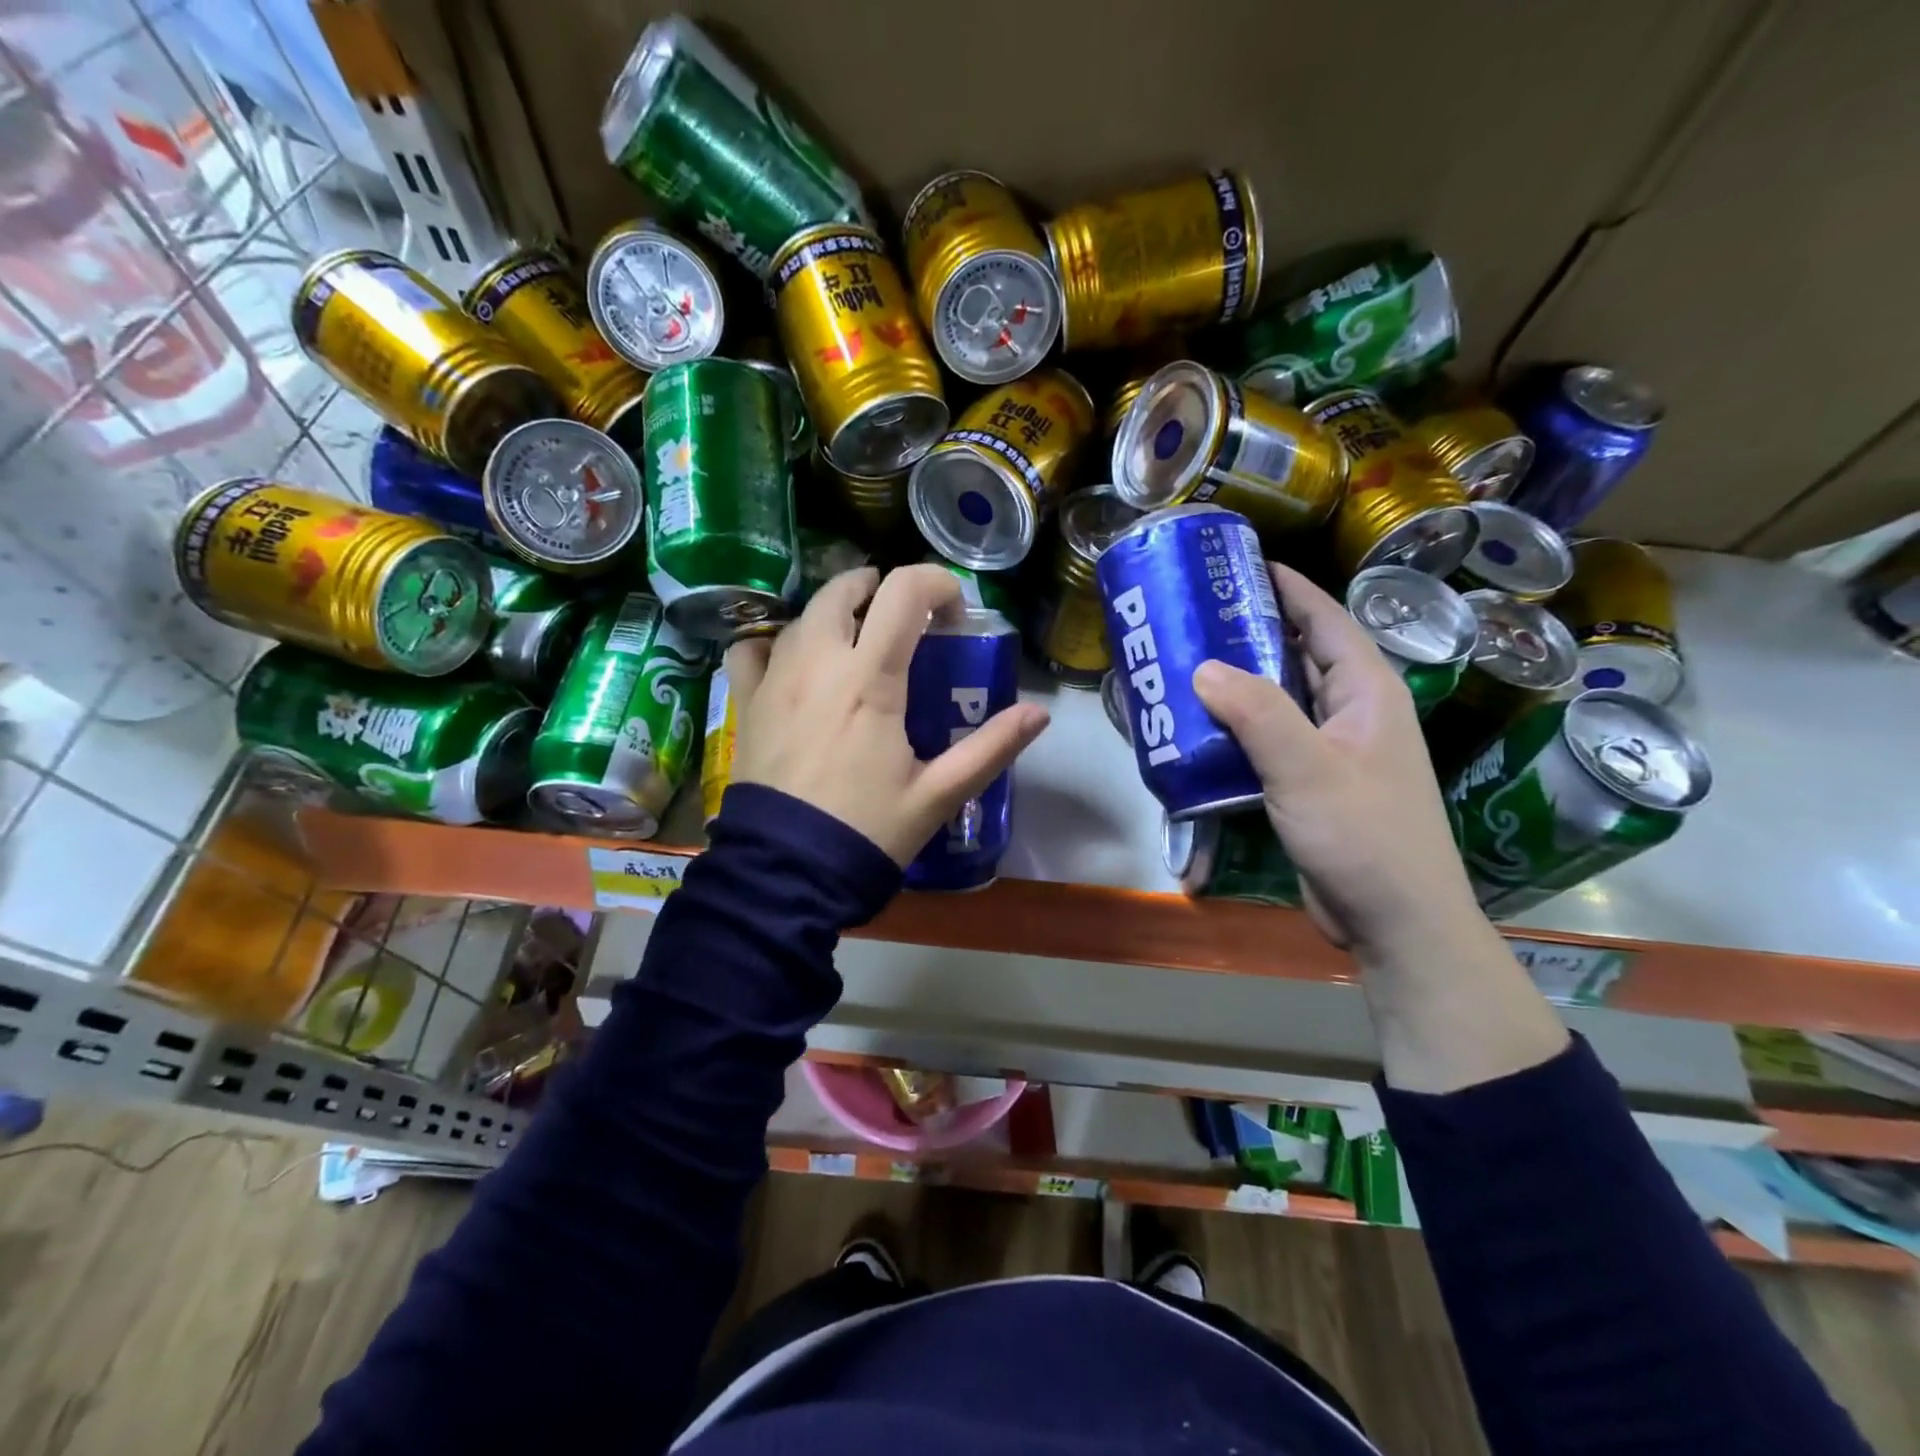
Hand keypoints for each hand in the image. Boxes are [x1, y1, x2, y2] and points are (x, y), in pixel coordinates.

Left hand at [725, 564, 1050, 866]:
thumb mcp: (939, 794)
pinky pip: (750, 651)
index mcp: (870, 679)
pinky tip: (790, 662)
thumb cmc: (869, 830)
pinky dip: (773, 644)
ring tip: (855, 637)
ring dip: (834, 613)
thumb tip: (1038, 714)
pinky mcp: (747, 705)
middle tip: (903, 615)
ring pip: (801, 617)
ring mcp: (775, 681)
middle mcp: (818, 663)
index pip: (903, 593)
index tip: (953, 611)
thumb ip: (990, 748)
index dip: (935, 583)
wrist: (788, 874)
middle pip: (843, 590)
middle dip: (879, 587)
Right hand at [1192, 563, 1485, 962]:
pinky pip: (1271, 741)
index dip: (1288, 588)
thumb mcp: (1308, 770)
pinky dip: (1239, 729)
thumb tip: (1203, 667)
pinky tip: (1199, 729)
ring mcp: (1333, 751)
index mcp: (1367, 692)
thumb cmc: (1364, 837)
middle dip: (1250, 633)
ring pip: (1281, 701)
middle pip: (1299, 656)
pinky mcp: (1313, 784)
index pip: (1326, 620)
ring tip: (1185, 665)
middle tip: (1193, 617)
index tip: (1240, 564)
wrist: (1396, 923)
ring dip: (1239, 685)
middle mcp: (1352, 713)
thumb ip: (1257, 714)